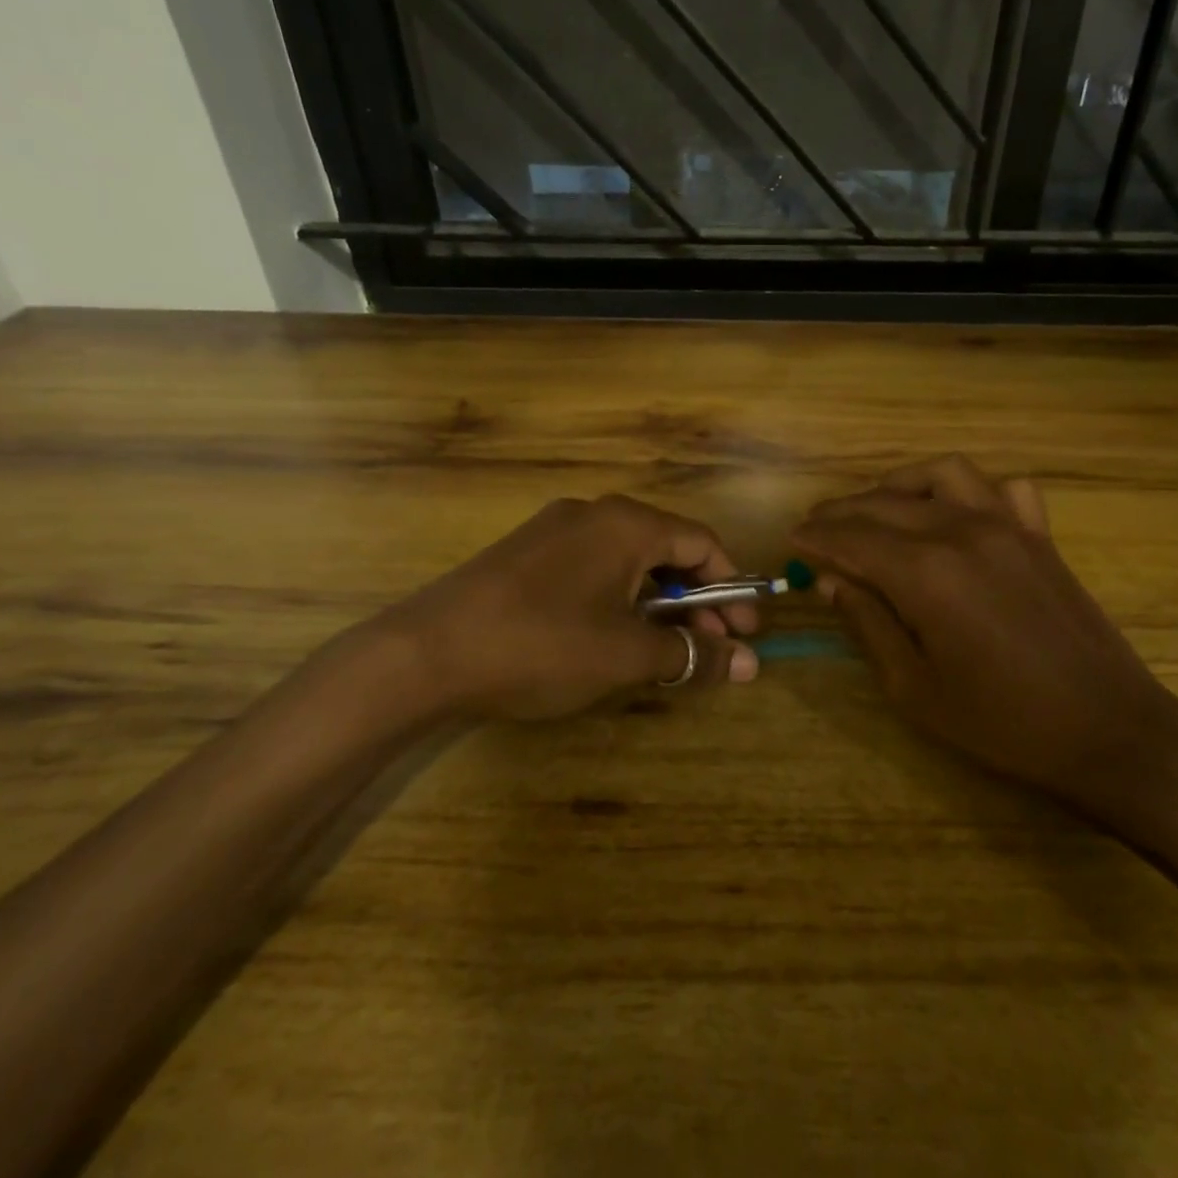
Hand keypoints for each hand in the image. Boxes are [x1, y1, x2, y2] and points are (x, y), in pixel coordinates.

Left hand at [349, 495, 759, 728]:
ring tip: (666, 649)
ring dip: (659, 603)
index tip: (746, 633)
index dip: (732, 589)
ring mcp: (556, 530)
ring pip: (630, 561)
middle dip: (698, 601)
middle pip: (668, 550)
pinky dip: (621, 599)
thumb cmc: (541, 645)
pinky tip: (615, 637)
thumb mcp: (626, 655)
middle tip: (712, 649)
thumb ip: (693, 654)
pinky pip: (594, 568)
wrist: (423, 653)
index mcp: (627, 524)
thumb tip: (754, 664)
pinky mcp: (527, 553)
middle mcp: (595, 513)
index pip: (704, 544)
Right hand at [790, 456, 1177, 815]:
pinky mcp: (1040, 536)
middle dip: (842, 511)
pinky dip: (971, 490)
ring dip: (900, 484)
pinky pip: (1003, 488)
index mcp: (926, 572)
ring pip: (943, 475)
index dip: (816, 537)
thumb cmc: (1001, 723)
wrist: (1108, 732)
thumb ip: (868, 623)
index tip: (791, 538)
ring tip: (876, 507)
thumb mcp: (914, 688)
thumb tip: (831, 581)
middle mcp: (963, 531)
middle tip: (816, 525)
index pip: (852, 538)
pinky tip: (957, 513)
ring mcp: (1009, 526)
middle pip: (886, 504)